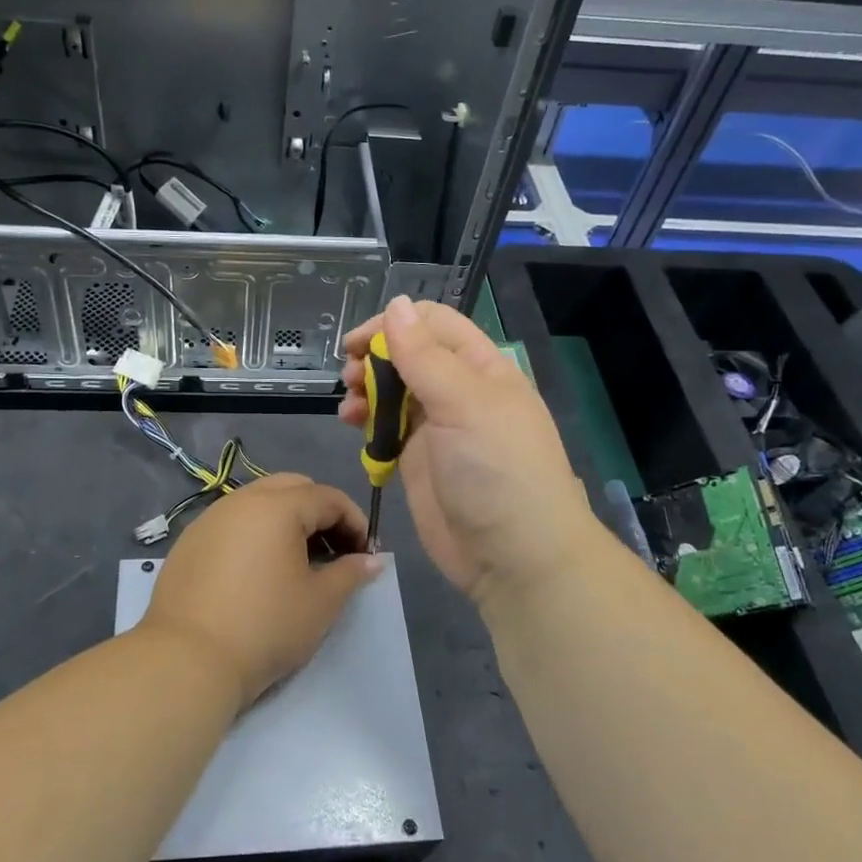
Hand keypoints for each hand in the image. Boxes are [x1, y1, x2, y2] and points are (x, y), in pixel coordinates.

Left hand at [141, 474, 380, 709]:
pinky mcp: (189, 541)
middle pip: (291, 488)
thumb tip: (371, 560)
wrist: (187, 659)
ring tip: (296, 561)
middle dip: (319, 512)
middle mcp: (241, 500)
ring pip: (258, 502)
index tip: (365, 553)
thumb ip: (350, 573)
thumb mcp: (320, 603)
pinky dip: (254, 533)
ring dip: (285, 520)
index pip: (327, 497)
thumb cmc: (265, 626)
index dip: (354, 521)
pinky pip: (232, 522)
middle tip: (333, 550)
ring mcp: (209, 518)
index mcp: (277, 506)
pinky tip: (257, 571)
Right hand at [338, 296, 596, 605]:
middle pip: (408, 354)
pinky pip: (386, 426)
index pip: (434, 323)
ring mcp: (438, 427)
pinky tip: (351, 426)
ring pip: (392, 389)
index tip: (356, 343)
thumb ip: (425, 356)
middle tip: (349, 376)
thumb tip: (396, 304)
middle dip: (374, 357)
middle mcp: (459, 391)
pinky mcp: (418, 459)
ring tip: (348, 406)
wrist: (514, 558)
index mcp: (481, 368)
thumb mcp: (464, 404)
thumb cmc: (497, 471)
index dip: (393, 324)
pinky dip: (366, 420)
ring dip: (365, 387)